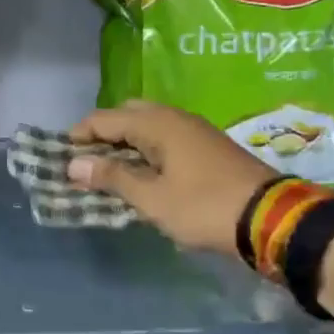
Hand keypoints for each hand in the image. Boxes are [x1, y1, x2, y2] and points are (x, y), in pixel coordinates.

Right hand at [68, 100, 273, 256]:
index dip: (79, 136)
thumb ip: (112, 177)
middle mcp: (174, 117)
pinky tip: (143, 174)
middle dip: (102, 134)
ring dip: (125, 143)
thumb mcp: (152, 198)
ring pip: (148, 126)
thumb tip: (74, 164)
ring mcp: (194, 130)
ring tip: (110, 171)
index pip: (104, 119)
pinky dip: (146, 150)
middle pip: (127, 115)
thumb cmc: (204, 207)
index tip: (61, 159)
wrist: (272, 219)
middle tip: (86, 163)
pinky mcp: (207, 146)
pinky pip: (165, 138)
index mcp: (157, 123)